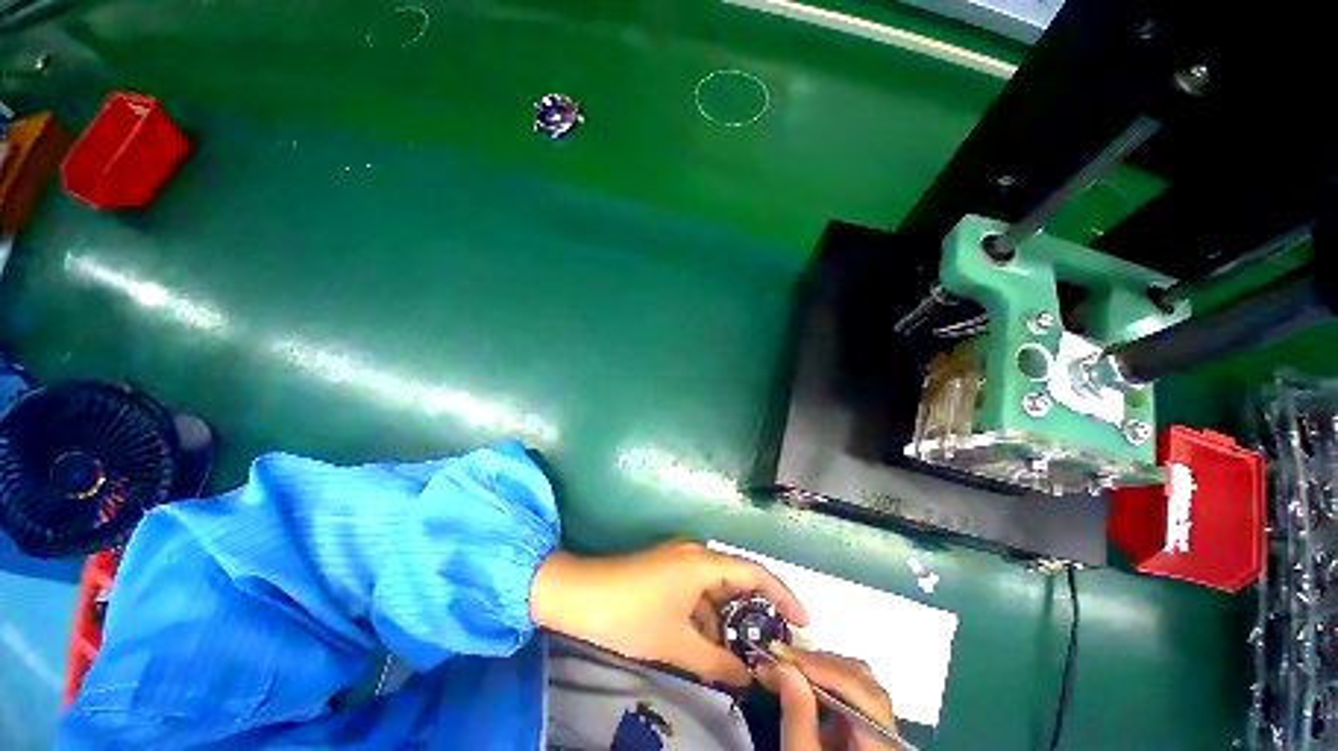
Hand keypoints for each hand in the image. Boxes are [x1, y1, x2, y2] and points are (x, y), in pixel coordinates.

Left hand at [529, 540, 807, 685]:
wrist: (579, 594)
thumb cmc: (630, 615)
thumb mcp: (676, 644)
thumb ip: (717, 663)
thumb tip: (750, 679)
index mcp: (704, 561)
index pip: (755, 573)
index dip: (784, 596)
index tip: (804, 624)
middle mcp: (697, 552)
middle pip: (738, 579)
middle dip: (757, 613)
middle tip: (774, 647)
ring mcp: (681, 558)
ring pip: (717, 587)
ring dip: (729, 618)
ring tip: (742, 655)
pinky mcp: (668, 567)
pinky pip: (699, 588)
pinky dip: (709, 614)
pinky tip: (709, 642)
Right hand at [757, 645, 897, 750]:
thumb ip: (797, 716)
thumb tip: (783, 666)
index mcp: (882, 747)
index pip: (858, 688)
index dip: (817, 664)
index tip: (777, 653)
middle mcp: (891, 735)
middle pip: (862, 681)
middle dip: (816, 663)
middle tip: (778, 658)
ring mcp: (884, 735)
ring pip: (858, 685)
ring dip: (819, 671)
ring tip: (784, 668)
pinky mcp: (870, 738)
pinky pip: (851, 700)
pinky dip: (824, 686)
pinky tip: (801, 686)